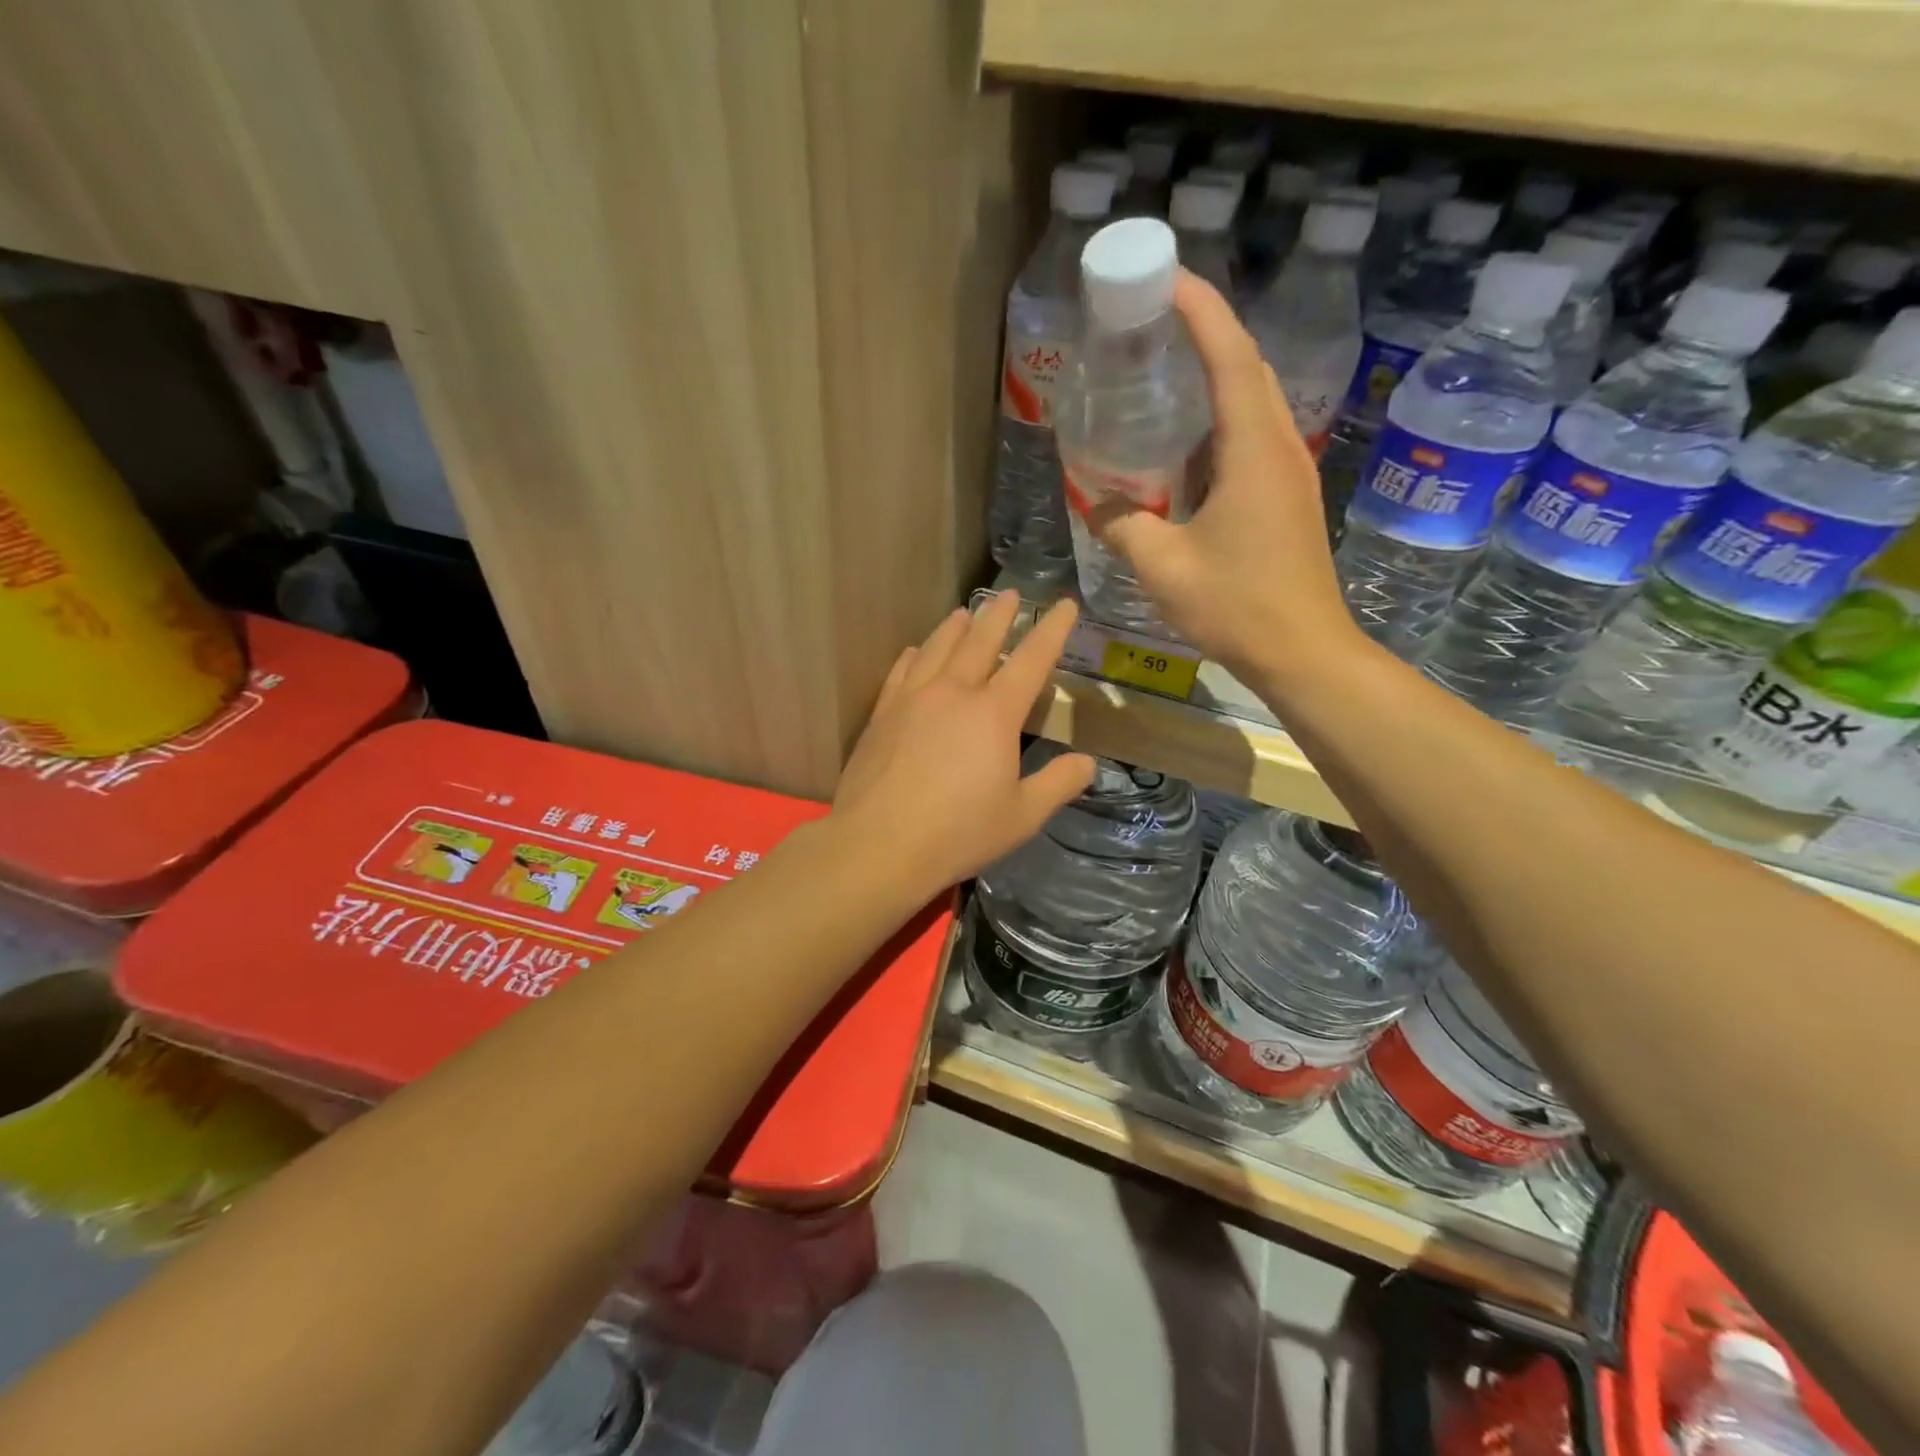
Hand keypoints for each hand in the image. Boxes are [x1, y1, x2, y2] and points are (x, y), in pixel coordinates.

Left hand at [832, 592, 1095, 894]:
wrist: (879, 844)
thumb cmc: (959, 832)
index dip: (1052, 629)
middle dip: (1000, 615)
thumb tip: (1088, 763)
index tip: (1064, 605)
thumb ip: (1058, 784)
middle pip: (980, 640)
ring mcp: (913, 698)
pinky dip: (915, 654)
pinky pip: (902, 670)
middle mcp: (953, 692)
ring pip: (938, 647)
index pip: (1032, 659)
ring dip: (956, 627)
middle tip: (1011, 594)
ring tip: (965, 613)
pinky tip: (916, 650)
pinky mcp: (882, 713)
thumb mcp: (1022, 816)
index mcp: (994, 713)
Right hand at [1086, 270, 1361, 686]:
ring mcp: (1288, 473)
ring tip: (1164, 376)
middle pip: (1247, 367)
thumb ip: (1124, 527)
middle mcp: (1278, 447)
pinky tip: (1183, 448)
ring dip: (1214, 378)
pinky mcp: (1287, 498)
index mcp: (1252, 450)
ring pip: (1252, 403)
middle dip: (1206, 332)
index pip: (1230, 355)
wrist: (1303, 651)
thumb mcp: (1164, 567)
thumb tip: (1097, 504)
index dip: (1200, 309)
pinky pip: (1251, 440)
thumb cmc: (1236, 605)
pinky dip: (1218, 425)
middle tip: (1154, 323)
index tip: (1165, 278)